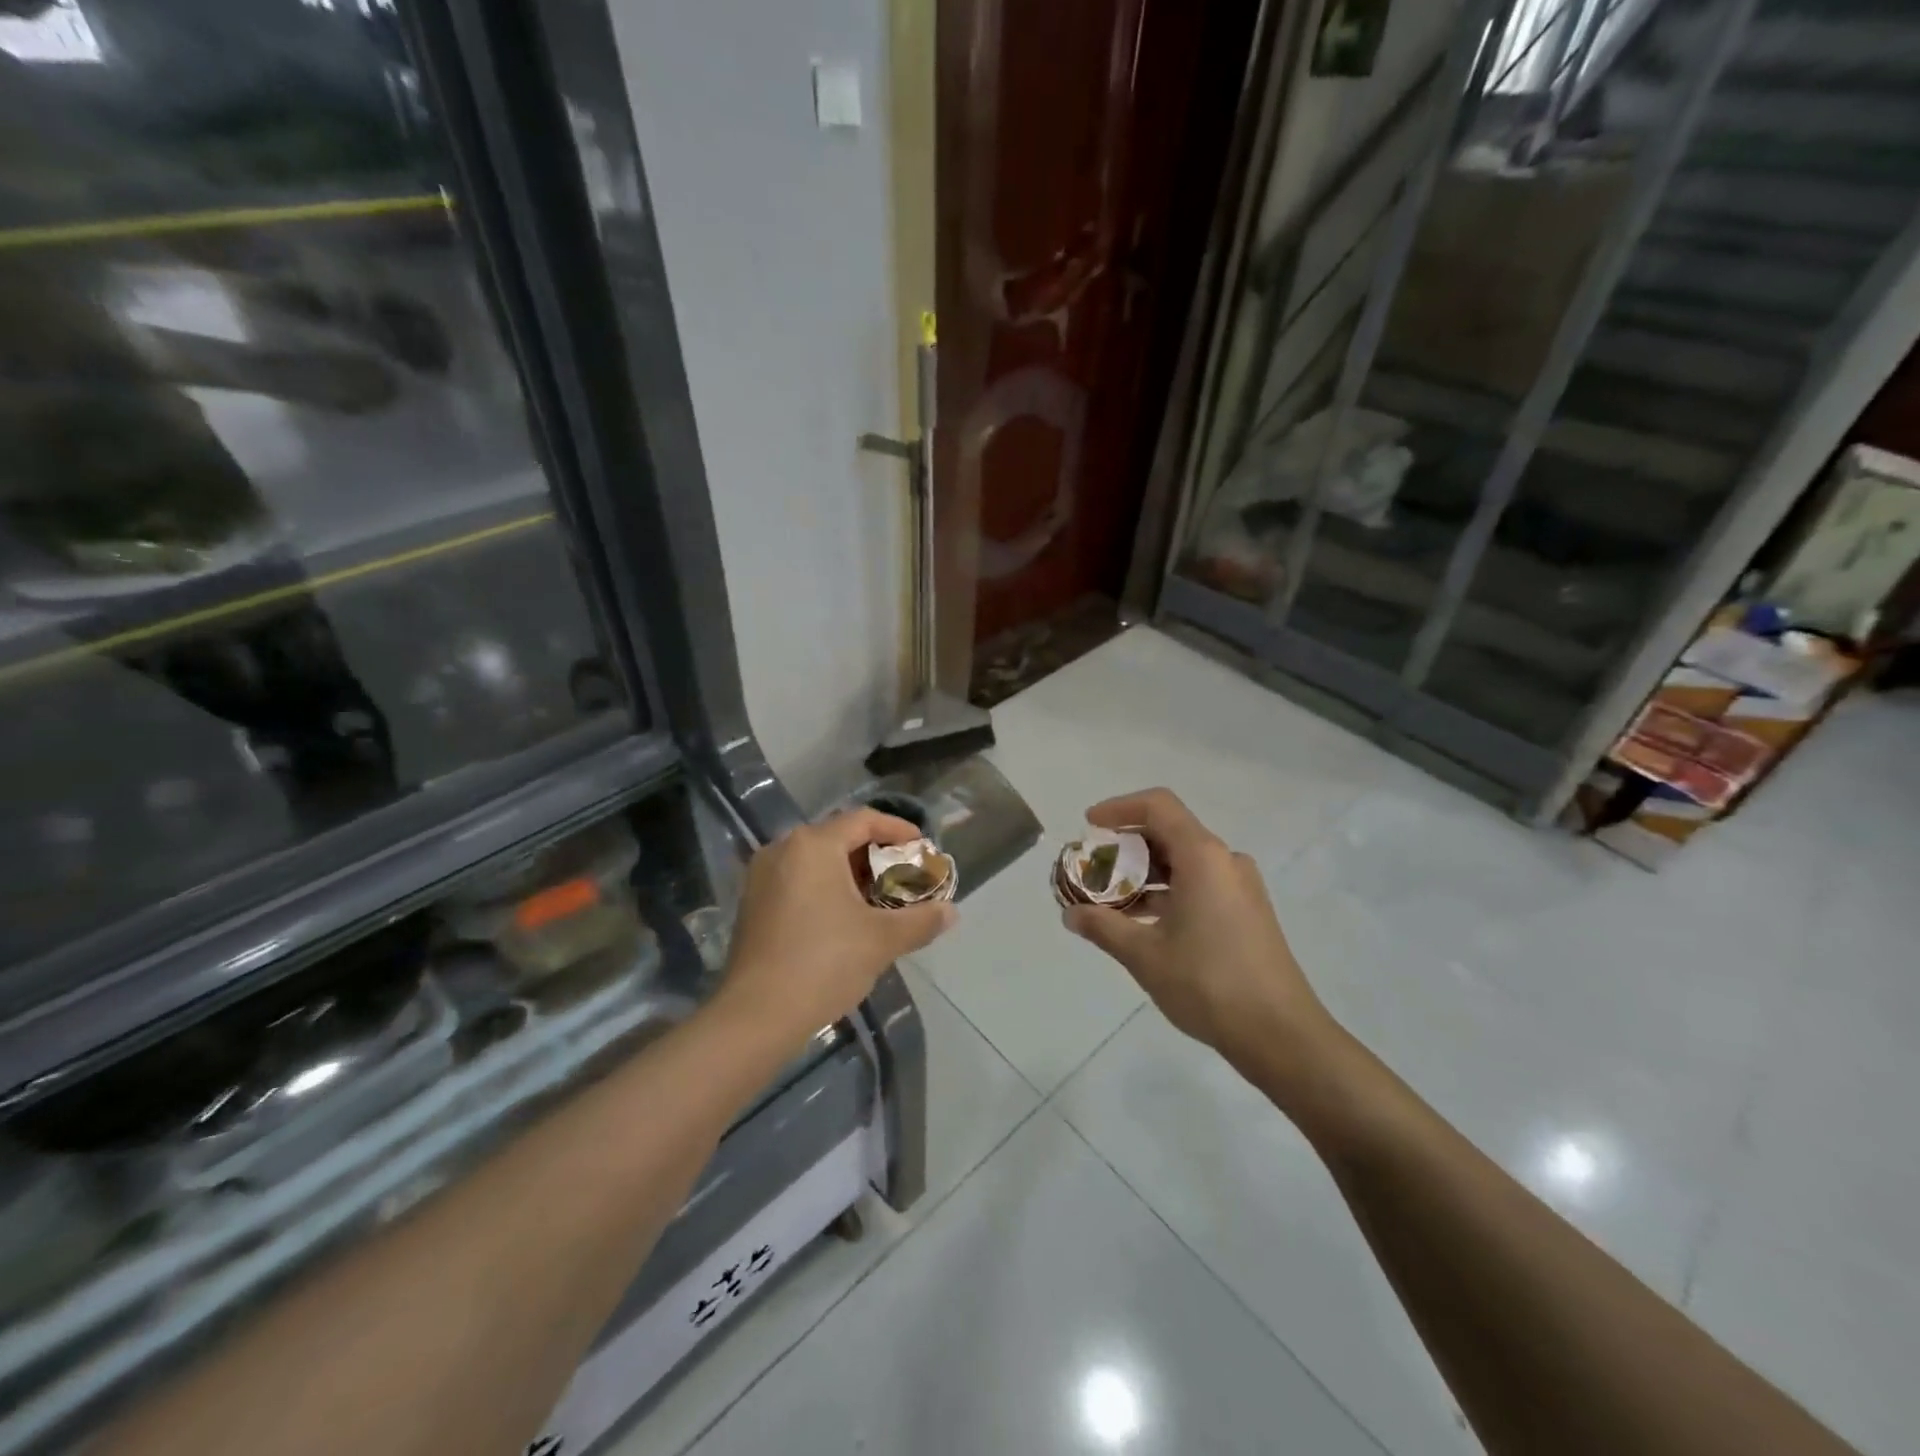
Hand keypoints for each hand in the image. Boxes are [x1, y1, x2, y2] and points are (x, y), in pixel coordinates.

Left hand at [717, 809, 956, 1047]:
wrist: (756, 1016)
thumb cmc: (824, 963)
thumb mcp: (882, 940)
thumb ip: (921, 920)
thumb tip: (952, 912)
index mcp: (813, 845)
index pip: (864, 820)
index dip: (898, 830)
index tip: (922, 848)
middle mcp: (782, 849)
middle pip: (839, 838)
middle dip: (876, 855)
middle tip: (904, 877)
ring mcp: (761, 877)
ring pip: (817, 861)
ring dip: (851, 874)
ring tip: (880, 899)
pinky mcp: (752, 904)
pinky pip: (797, 881)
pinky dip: (825, 888)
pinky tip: (845, 918)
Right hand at [1062, 789, 1333, 1072]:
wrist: (1281, 1035)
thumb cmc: (1209, 983)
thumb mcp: (1145, 955)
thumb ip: (1103, 927)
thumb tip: (1070, 914)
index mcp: (1203, 857)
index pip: (1158, 807)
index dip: (1119, 808)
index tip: (1089, 826)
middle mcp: (1225, 861)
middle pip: (1170, 832)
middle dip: (1127, 846)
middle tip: (1093, 869)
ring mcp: (1240, 887)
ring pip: (1184, 861)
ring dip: (1145, 873)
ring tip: (1111, 900)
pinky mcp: (1247, 912)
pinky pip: (1200, 883)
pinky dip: (1168, 891)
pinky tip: (1143, 922)